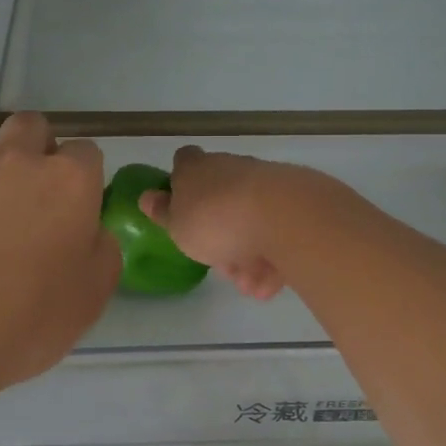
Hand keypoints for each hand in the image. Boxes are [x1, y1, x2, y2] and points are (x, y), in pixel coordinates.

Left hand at [0, 113, 120, 407]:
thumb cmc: (21, 318)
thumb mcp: (90, 298)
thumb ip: (101, 252)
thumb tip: (89, 233)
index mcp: (67, 181)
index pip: (88, 153)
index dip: (86, 181)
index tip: (79, 215)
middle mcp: (17, 161)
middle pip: (33, 128)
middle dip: (40, 151)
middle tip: (37, 201)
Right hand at [138, 147, 330, 301]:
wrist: (282, 218)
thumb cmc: (215, 221)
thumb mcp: (177, 224)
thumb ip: (163, 212)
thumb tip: (147, 196)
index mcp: (198, 169)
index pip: (184, 161)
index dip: (181, 181)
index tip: (181, 206)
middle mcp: (233, 169)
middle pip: (222, 198)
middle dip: (222, 236)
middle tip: (220, 264)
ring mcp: (267, 184)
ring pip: (252, 222)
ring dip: (249, 255)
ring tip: (249, 284)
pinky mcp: (298, 204)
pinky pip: (279, 233)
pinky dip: (274, 257)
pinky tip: (270, 283)